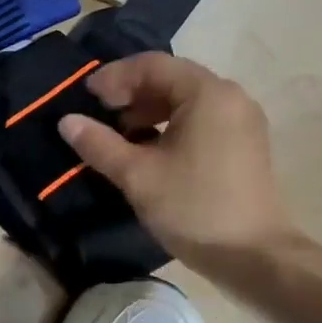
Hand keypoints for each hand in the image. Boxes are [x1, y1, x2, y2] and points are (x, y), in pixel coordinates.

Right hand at [58, 53, 297, 266]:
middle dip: (130, 93)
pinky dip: (169, 125)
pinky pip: (199, 119)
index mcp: (207, 94)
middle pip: (171, 78)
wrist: (254, 256)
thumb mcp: (137, 175)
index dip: (114, 77)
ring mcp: (241, 121)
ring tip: (119, 135)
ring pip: (185, 100)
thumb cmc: (194, 208)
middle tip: (99, 114)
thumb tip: (67, 122)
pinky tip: (147, 151)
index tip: (85, 98)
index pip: (152, 65)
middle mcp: (230, 97)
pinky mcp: (243, 144)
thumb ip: (99, 144)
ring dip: (147, 110)